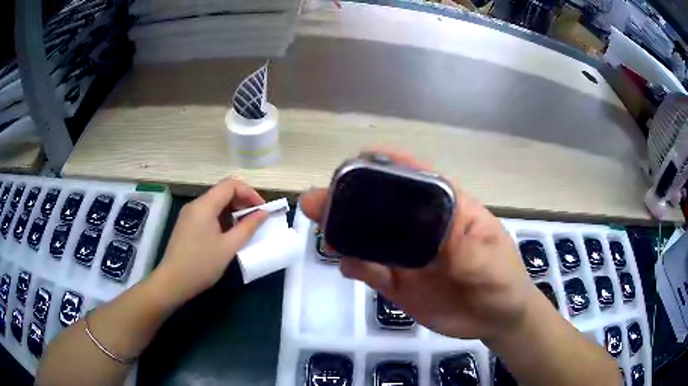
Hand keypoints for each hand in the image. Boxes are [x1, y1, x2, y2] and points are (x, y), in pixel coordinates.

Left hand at [152, 179, 267, 306]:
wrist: (173, 282)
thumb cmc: (202, 265)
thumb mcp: (229, 247)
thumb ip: (248, 227)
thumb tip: (263, 213)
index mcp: (204, 205)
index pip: (231, 185)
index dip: (250, 193)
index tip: (262, 209)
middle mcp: (195, 204)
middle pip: (222, 191)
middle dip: (242, 201)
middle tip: (256, 219)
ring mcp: (189, 214)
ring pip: (215, 203)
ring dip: (233, 211)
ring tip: (245, 228)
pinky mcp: (187, 225)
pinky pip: (208, 213)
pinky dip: (222, 218)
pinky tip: (228, 234)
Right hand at [301, 150, 539, 341]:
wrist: (497, 319)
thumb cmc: (502, 279)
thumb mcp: (489, 259)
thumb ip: (461, 247)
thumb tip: (424, 231)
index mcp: (446, 209)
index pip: (415, 178)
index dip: (385, 165)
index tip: (354, 162)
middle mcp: (421, 227)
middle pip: (382, 206)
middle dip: (350, 199)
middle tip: (320, 202)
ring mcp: (407, 256)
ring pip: (369, 238)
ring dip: (344, 232)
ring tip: (326, 233)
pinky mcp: (398, 283)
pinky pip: (371, 270)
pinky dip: (355, 265)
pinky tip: (346, 266)